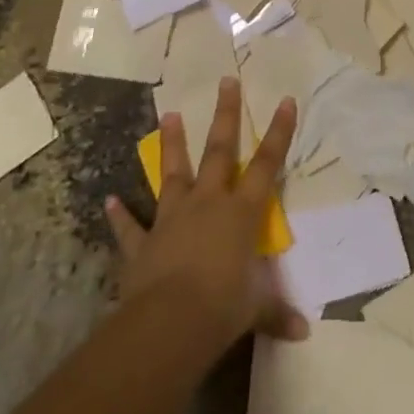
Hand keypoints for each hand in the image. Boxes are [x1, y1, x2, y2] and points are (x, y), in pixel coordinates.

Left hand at [105, 76, 307, 348]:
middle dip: (225, 115)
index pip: (266, 165)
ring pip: (173, 173)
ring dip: (171, 145)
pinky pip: (130, 226)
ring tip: (168, 114)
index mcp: (241, 213)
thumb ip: (276, 312)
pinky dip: (120, 214)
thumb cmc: (222, 309)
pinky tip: (109, 199)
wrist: (167, 325)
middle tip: (226, 81)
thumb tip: (303, 332)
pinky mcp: (143, 243)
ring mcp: (172, 219)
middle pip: (219, 151)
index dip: (279, 133)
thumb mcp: (255, 310)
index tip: (286, 100)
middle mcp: (208, 204)